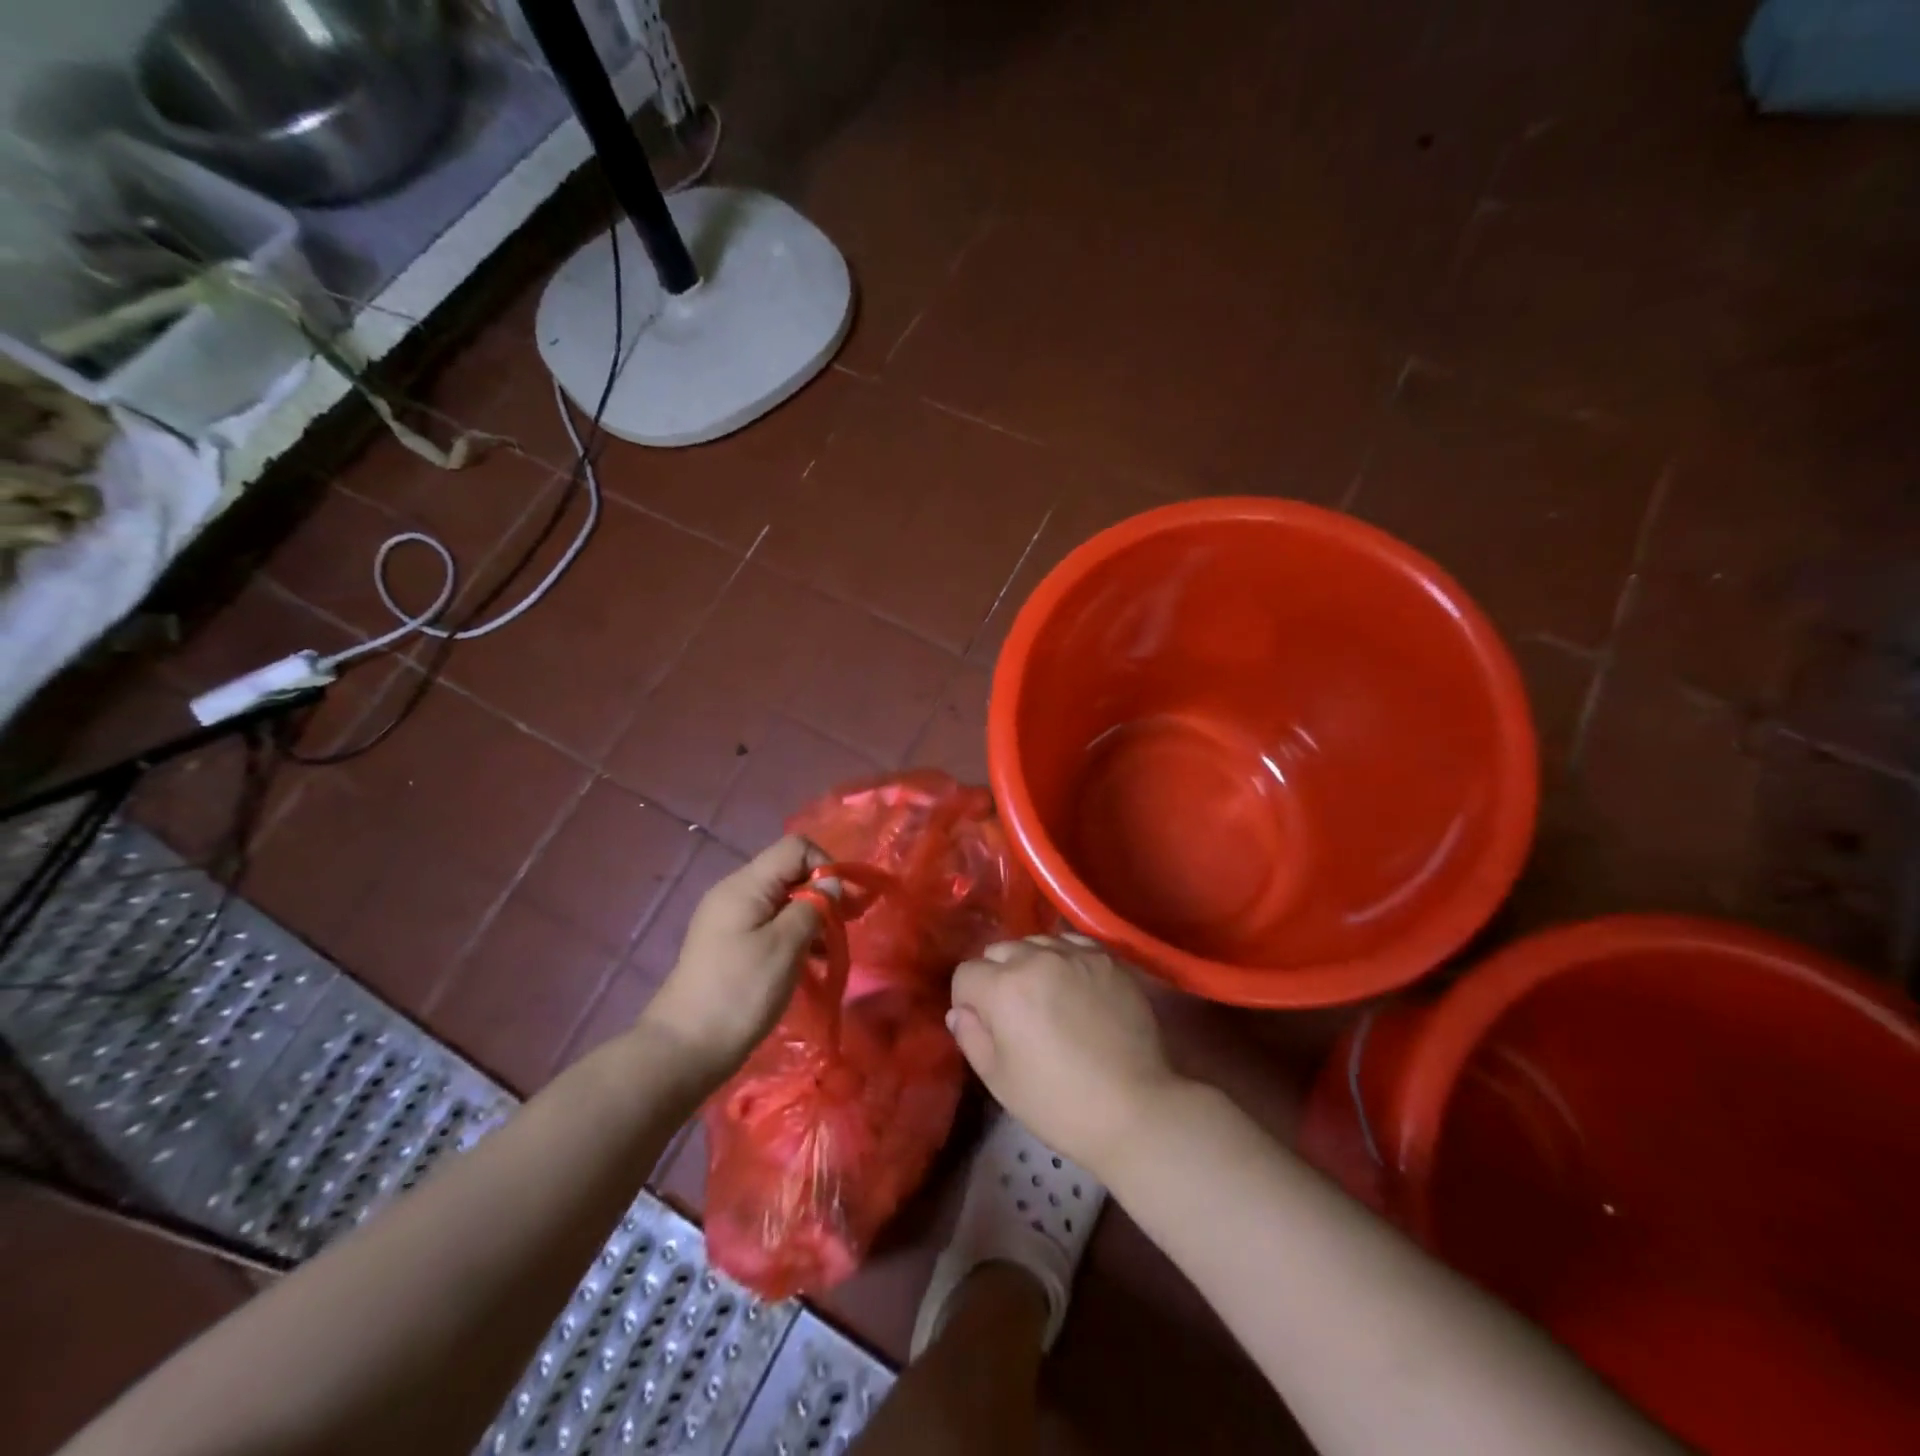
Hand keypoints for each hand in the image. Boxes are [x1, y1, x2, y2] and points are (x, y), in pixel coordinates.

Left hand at [640, 835, 830, 1074]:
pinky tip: (809, 963)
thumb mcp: (785, 947)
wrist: (684, 1050)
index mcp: (745, 885)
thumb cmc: (739, 993)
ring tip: (830, 951)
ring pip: (782, 901)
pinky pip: (770, 925)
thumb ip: (813, 907)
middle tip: (848, 925)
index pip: (795, 847)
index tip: (845, 902)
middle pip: (789, 872)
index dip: (825, 865)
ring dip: (810, 918)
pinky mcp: (729, 945)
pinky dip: (793, 936)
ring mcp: (729, 920)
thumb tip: (832, 884)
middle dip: (822, 893)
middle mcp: (735, 893)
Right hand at [948, 934, 1183, 1177]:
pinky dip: (1064, 959)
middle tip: (1015, 1014)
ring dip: (1030, 964)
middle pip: (999, 951)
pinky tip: (1075, 987)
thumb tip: (960, 1011)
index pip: (966, 974)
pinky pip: (1072, 944)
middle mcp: (1037, 958)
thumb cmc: (1059, 1104)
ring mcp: (1076, 954)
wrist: (1135, 1109)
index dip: (968, 1001)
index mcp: (1003, 987)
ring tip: (1047, 998)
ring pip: (1036, 943)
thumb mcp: (1000, 1080)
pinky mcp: (1108, 959)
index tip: (984, 1026)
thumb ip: (971, 1037)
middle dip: (997, 977)